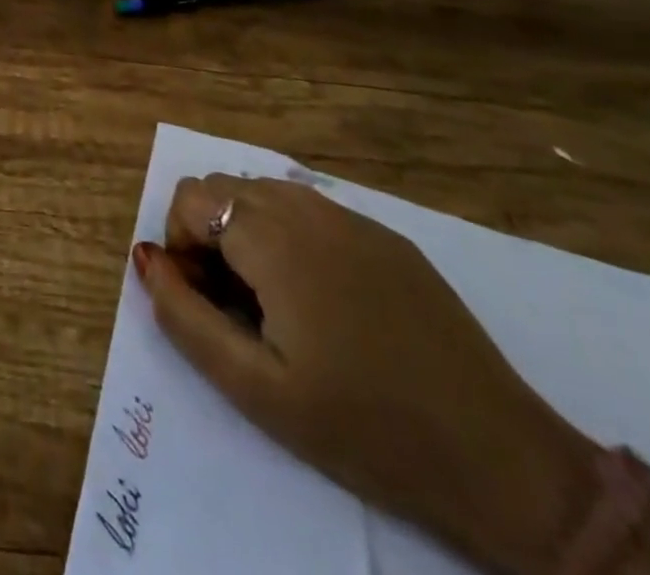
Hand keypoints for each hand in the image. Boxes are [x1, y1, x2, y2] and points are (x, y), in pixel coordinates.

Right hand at [132, 175, 597, 574]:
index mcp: (274, 238)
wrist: (503, 462)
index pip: (190, 197)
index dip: (180, 244)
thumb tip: (145, 258)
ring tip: (272, 302)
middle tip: (234, 306)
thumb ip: (184, 316)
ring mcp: (354, 219)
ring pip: (266, 192)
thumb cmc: (365, 428)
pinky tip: (322, 301)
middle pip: (224, 187)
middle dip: (209, 234)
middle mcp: (309, 208)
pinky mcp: (388, 238)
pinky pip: (312, 211)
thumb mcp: (256, 388)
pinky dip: (290, 236)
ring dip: (247, 231)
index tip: (206, 301)